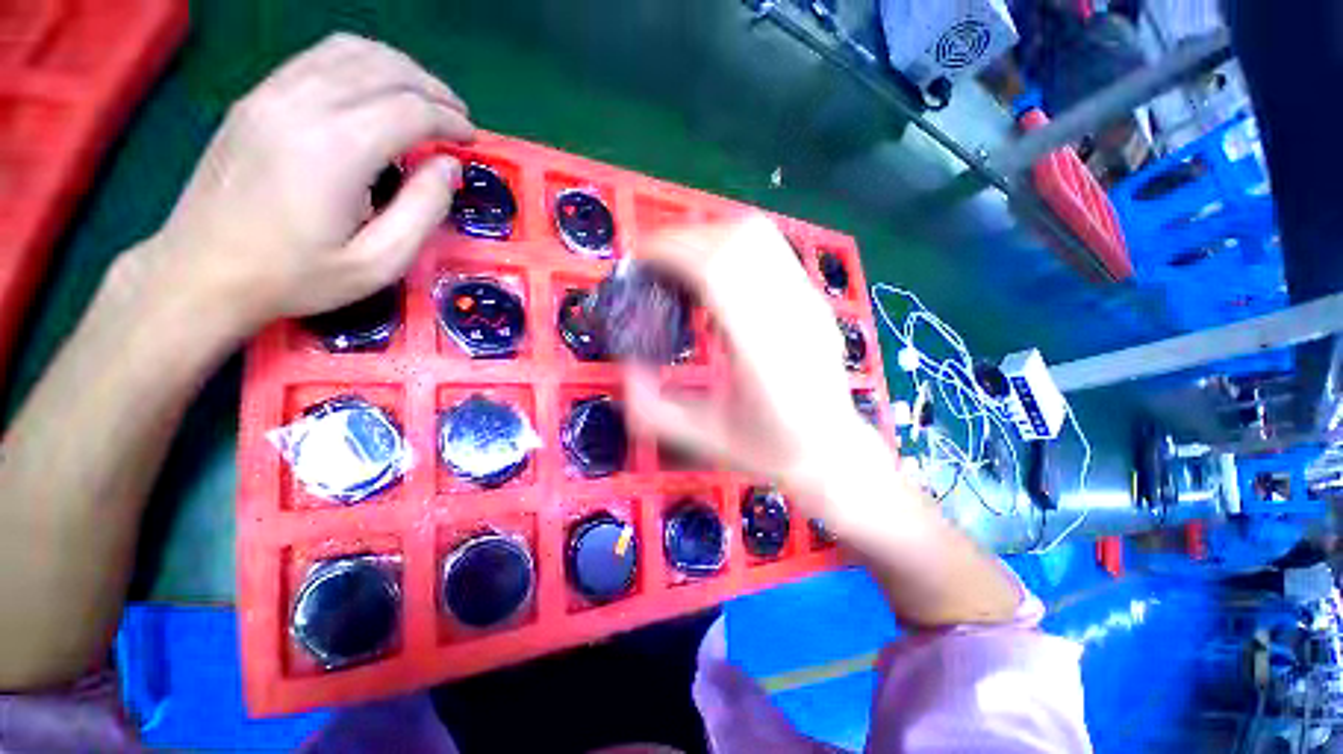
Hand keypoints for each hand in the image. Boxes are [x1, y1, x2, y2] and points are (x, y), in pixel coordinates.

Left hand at [143, 33, 473, 334]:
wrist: (201, 272)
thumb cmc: (295, 276)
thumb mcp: (379, 263)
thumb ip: (424, 211)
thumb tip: (448, 166)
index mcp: (336, 149)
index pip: (410, 110)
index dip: (451, 121)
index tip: (471, 140)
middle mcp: (302, 105)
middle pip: (384, 69)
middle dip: (432, 89)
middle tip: (457, 117)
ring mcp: (271, 94)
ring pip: (350, 51)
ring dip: (399, 69)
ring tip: (424, 98)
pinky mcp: (255, 98)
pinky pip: (318, 57)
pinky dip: (360, 63)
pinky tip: (375, 88)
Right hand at [625, 216, 896, 515]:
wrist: (832, 450)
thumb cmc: (769, 450)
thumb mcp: (701, 439)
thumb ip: (652, 409)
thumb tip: (625, 365)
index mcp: (761, 353)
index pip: (717, 272)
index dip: (673, 252)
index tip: (641, 259)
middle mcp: (790, 316)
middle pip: (737, 241)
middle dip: (686, 239)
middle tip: (656, 261)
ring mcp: (809, 302)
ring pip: (758, 236)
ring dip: (711, 236)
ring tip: (684, 262)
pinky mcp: (814, 298)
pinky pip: (771, 249)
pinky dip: (733, 245)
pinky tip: (717, 273)